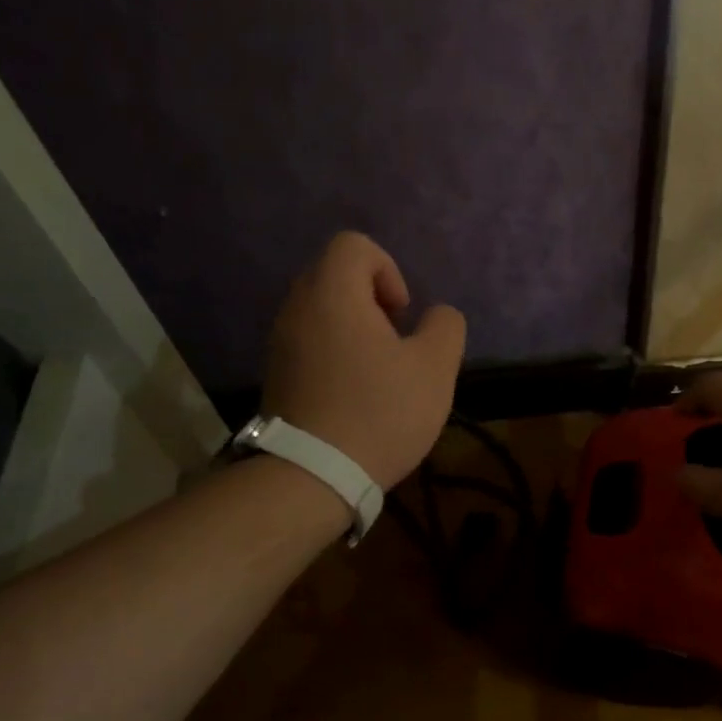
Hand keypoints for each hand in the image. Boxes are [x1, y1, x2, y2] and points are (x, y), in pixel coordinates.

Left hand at [261, 232, 466, 489]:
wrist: (313, 475)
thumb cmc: (379, 413)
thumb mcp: (435, 368)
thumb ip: (445, 327)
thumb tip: (436, 316)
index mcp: (333, 295)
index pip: (354, 245)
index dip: (389, 270)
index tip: (403, 316)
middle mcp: (298, 308)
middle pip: (336, 275)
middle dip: (374, 300)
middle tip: (396, 343)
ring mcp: (280, 342)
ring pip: (323, 310)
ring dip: (356, 328)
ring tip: (380, 372)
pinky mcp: (276, 374)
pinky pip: (310, 341)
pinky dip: (336, 352)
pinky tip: (356, 393)